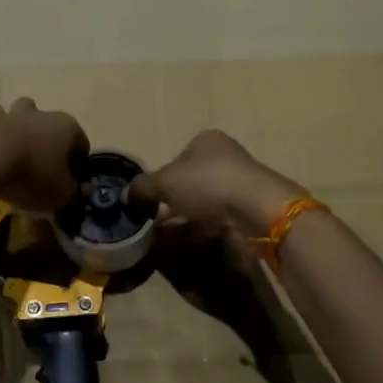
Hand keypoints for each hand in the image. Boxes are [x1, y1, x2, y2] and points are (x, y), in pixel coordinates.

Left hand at [0, 98, 86, 212]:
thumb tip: (74, 189)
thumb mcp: (61, 193)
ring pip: (15, 115)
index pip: (81, 143)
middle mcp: (40, 114)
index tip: (70, 182)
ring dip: (14, 129)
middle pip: (47, 121)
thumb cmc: (33, 174)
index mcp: (66, 127)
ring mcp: (9, 114)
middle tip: (40, 163)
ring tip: (10, 154)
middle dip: (45, 138)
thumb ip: (72, 191)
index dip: (78, 164)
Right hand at [130, 130, 302, 240]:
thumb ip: (143, 188)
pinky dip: (203, 228)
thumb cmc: (207, 183)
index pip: (177, 158)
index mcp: (206, 140)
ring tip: (168, 236)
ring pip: (204, 201)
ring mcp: (240, 182)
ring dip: (186, 217)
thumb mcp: (165, 182)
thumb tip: (126, 195)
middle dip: (173, 201)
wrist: (256, 209)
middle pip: (191, 180)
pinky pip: (219, 218)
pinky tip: (190, 241)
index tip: (151, 201)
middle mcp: (225, 156)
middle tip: (156, 221)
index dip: (162, 179)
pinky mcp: (249, 208)